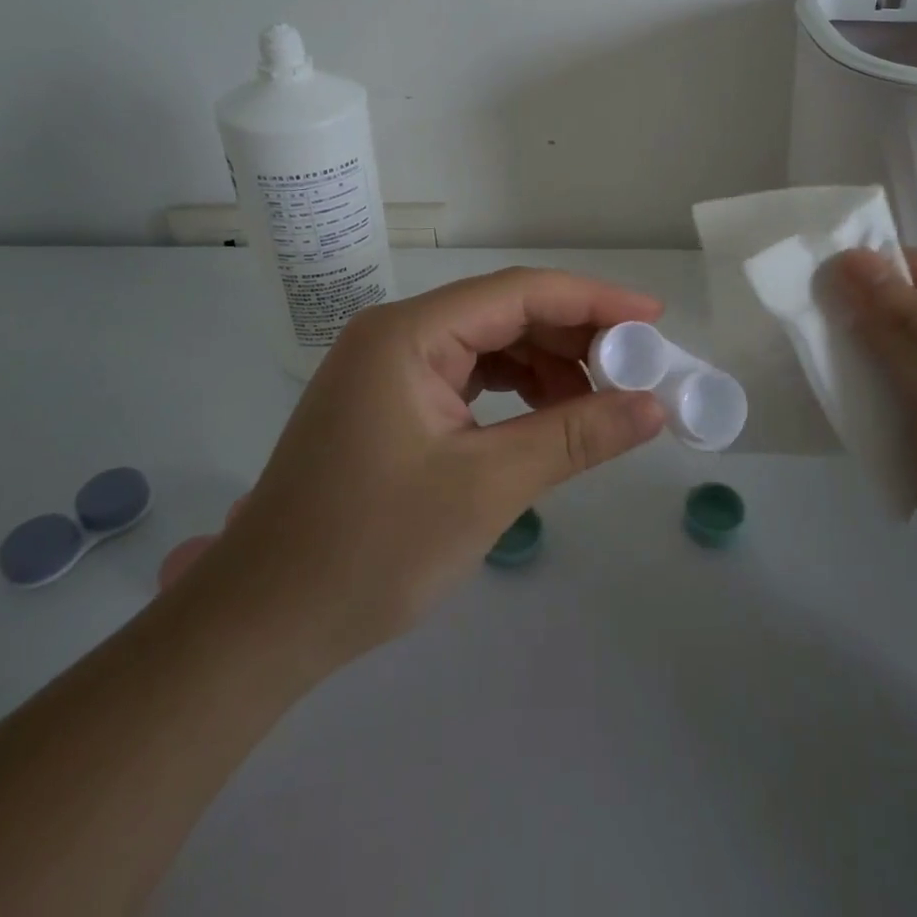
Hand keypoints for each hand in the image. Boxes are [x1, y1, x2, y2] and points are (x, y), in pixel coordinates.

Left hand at [166, 268, 667, 671]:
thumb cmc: (371, 550)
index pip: (520, 293)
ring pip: (488, 345)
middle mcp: (396, 334)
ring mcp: (388, 367)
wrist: (262, 623)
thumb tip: (654, 406)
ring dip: (546, 367)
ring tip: (597, 404)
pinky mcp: (389, 402)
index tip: (654, 319)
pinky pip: (467, 377)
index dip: (594, 300)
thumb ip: (575, 436)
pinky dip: (513, 392)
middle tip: (636, 371)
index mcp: (409, 333)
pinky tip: (545, 419)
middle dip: (574, 338)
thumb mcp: (488, 487)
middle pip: (504, 313)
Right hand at [836, 248, 916, 729]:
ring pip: (896, 375)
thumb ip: (911, 333)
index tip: (810, 272)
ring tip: (793, 355)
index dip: (879, 271)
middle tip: (791, 315)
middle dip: (858, 320)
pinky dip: (858, 414)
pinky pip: (892, 424)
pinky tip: (817, 405)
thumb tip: (849, 262)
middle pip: (915, 326)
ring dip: (852, 367)